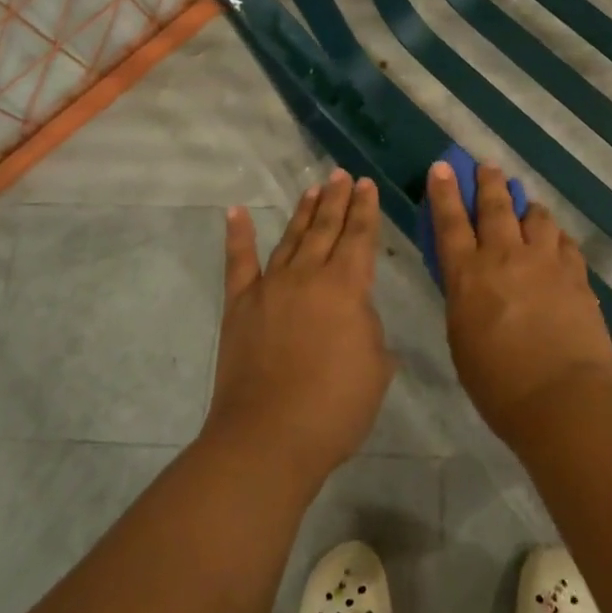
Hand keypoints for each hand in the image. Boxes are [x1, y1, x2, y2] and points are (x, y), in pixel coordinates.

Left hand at [204, 171, 394, 488]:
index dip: (365, 209)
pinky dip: (237, 235)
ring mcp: (270, 287)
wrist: (269, 437)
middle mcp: (308, 275)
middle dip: (336, 199)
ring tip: (312, 188)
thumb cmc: (334, 408)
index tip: (366, 184)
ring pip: (291, 238)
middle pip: (326, 228)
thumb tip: (357, 316)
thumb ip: (370, 331)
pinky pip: (238, 262)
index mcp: (346, 287)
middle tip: (341, 175)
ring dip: (303, 212)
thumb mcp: (376, 368)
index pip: (360, 237)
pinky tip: (235, 211)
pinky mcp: (240, 305)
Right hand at [427, 161, 611, 443]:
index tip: (443, 167)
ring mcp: (545, 262)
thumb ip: (464, 300)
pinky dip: (554, 236)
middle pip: (496, 206)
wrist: (563, 400)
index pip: (451, 222)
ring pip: (536, 217)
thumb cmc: (499, 384)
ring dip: (527, 206)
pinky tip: (555, 240)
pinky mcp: (575, 274)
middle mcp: (505, 257)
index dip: (445, 192)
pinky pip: (563, 242)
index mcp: (468, 275)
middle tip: (487, 166)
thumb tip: (469, 281)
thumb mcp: (462, 340)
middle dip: (488, 182)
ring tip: (526, 203)